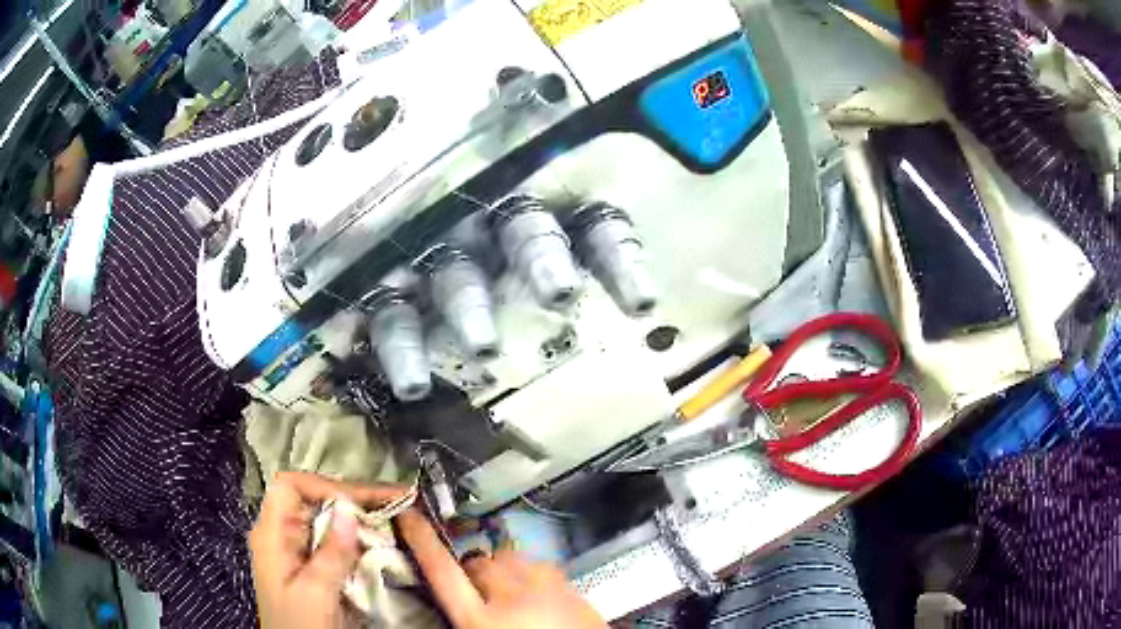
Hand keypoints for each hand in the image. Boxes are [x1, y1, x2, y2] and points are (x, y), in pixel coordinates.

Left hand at [249, 471, 408, 628]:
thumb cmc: (300, 625)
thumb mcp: (316, 592)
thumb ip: (331, 552)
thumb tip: (348, 508)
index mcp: (272, 534)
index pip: (291, 486)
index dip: (325, 484)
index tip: (365, 498)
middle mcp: (281, 535)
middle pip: (311, 500)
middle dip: (352, 498)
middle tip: (394, 502)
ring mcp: (295, 551)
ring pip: (325, 520)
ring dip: (358, 517)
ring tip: (393, 517)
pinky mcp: (310, 567)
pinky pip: (333, 542)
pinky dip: (357, 538)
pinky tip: (378, 541)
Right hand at [395, 508, 606, 628]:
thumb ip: (462, 617)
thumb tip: (448, 595)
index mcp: (481, 621)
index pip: (441, 572)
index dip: (421, 541)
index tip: (407, 513)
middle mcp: (512, 597)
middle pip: (478, 563)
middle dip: (471, 571)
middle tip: (475, 591)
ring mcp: (547, 588)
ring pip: (510, 558)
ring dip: (502, 569)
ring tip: (508, 592)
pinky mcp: (572, 587)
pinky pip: (541, 566)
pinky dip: (531, 574)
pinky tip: (535, 593)